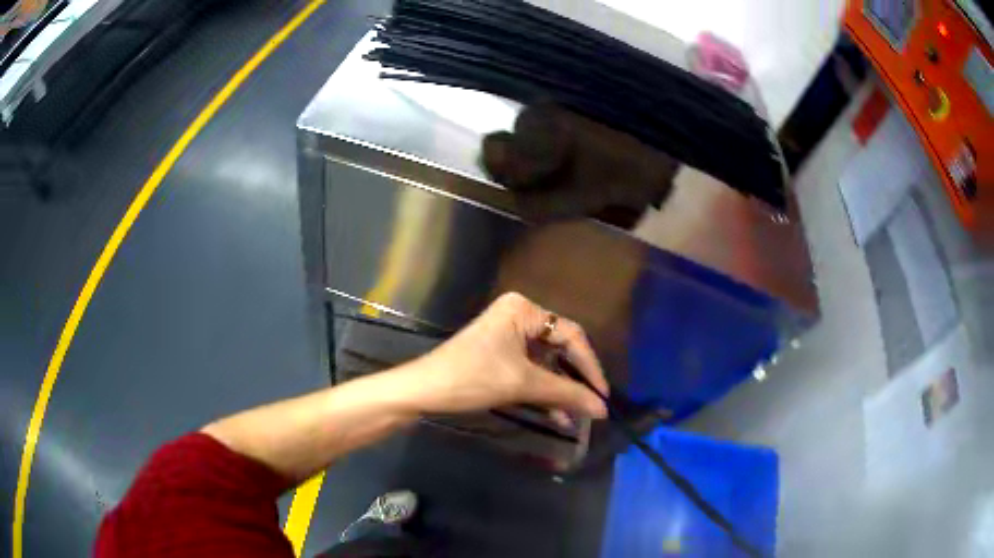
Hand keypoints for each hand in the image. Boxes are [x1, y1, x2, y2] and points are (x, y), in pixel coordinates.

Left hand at [401, 292, 608, 419]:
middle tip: (592, 406)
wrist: (423, 391)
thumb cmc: (472, 378)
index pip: (571, 335)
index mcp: (524, 310)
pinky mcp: (499, 354)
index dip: (590, 367)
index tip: (603, 395)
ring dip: (560, 391)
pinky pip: (530, 371)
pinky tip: (558, 415)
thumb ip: (567, 394)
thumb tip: (603, 408)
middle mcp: (519, 316)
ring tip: (577, 417)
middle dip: (575, 381)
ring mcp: (508, 336)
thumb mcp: (523, 384)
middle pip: (559, 349)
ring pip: (546, 364)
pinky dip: (543, 392)